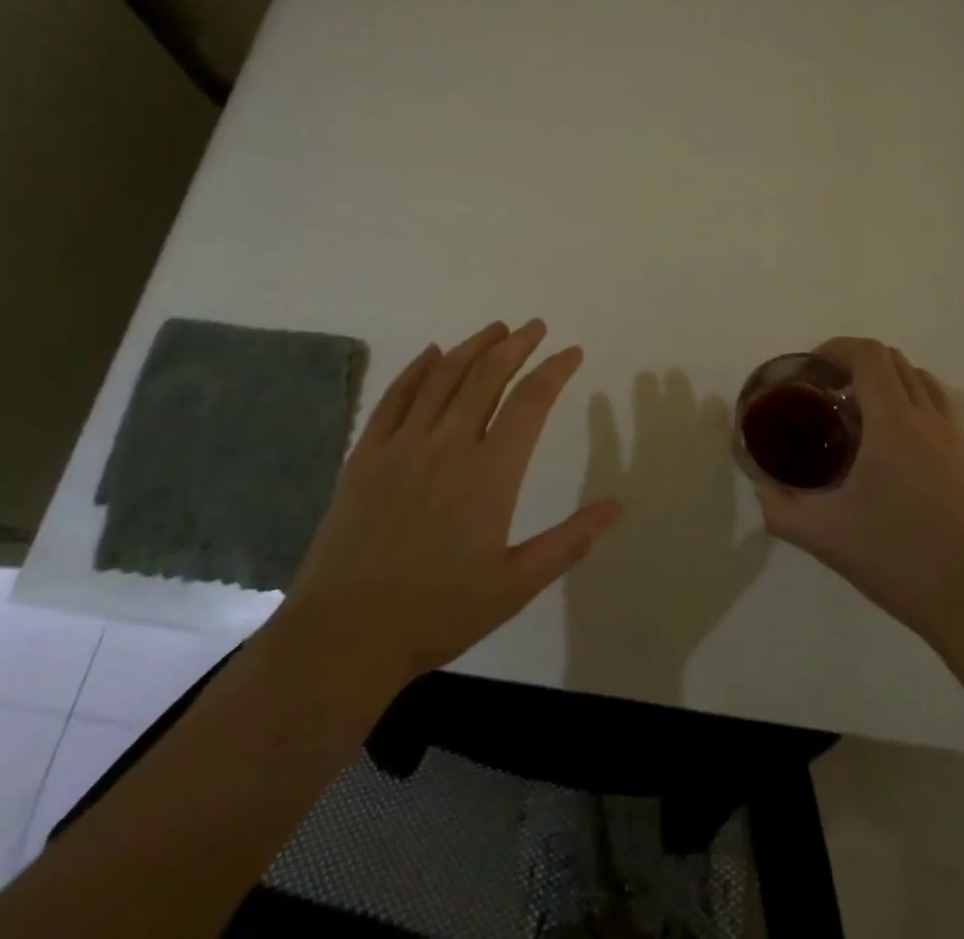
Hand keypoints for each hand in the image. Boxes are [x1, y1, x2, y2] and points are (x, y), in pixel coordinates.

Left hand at [282, 320, 622, 688]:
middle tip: (535, 327)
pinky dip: (417, 368)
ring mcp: (402, 445)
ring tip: (496, 329)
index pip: (531, 402)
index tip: (572, 352)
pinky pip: (396, 396)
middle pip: (487, 375)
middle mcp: (448, 445)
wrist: (345, 635)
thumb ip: (569, 541)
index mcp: (490, 474)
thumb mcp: (516, 585)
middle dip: (516, 344)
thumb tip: (617, 505)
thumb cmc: (438, 612)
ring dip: (473, 346)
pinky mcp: (366, 454)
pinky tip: (431, 352)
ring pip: (443, 376)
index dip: (555, 370)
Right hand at [753, 337, 963, 645]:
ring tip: (863, 417)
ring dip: (891, 382)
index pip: (870, 356)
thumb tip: (761, 489)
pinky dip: (913, 409)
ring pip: (924, 383)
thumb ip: (781, 509)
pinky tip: (896, 455)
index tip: (814, 367)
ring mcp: (958, 441)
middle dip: (859, 363)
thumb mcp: (824, 537)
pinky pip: (941, 413)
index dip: (839, 347)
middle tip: (830, 393)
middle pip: (896, 361)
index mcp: (894, 424)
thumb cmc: (898, 559)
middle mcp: (930, 420)